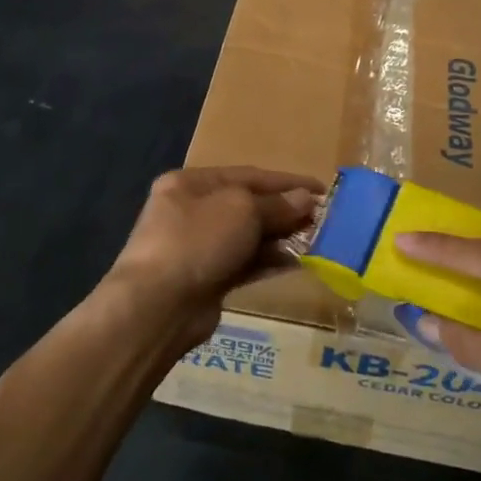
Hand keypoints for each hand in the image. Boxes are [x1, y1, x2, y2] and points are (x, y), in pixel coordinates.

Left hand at [106, 167, 320, 346]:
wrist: (158, 306)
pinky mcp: (207, 279)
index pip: (247, 175)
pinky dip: (269, 261)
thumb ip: (276, 204)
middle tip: (322, 218)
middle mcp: (191, 210)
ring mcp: (198, 247)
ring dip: (281, 237)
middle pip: (247, 205)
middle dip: (284, 210)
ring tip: (316, 240)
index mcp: (191, 183)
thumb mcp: (242, 210)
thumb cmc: (198, 240)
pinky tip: (298, 262)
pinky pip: (245, 263)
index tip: (321, 189)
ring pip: (248, 236)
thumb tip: (305, 200)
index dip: (286, 182)